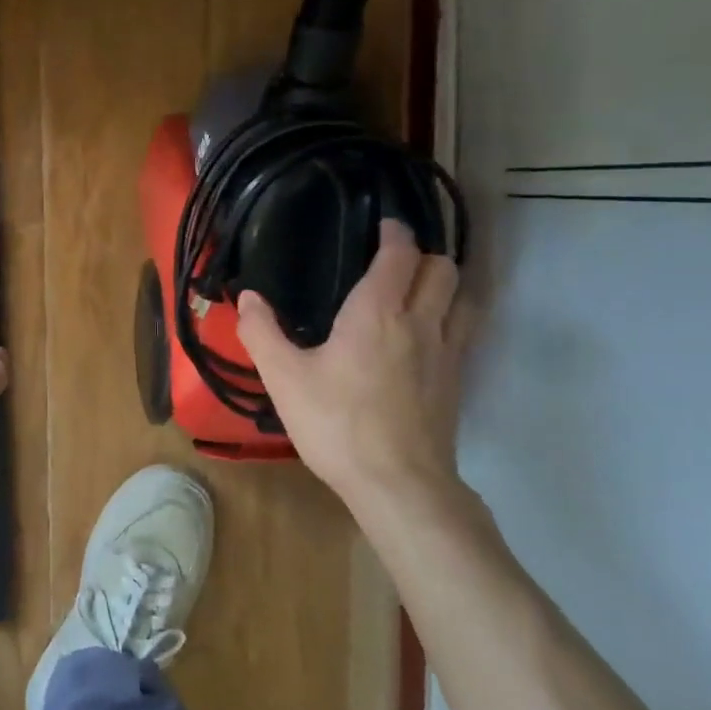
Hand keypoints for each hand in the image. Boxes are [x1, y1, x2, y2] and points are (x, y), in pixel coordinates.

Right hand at [237, 222, 471, 511]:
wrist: (398, 484)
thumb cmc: (337, 423)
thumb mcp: (284, 378)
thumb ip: (262, 332)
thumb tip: (246, 298)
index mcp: (378, 312)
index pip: (400, 254)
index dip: (395, 233)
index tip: (382, 225)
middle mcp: (421, 322)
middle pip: (442, 269)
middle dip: (423, 255)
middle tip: (395, 260)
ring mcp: (447, 353)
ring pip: (462, 298)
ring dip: (445, 284)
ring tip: (419, 289)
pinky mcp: (456, 382)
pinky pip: (464, 331)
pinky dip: (451, 317)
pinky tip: (427, 336)